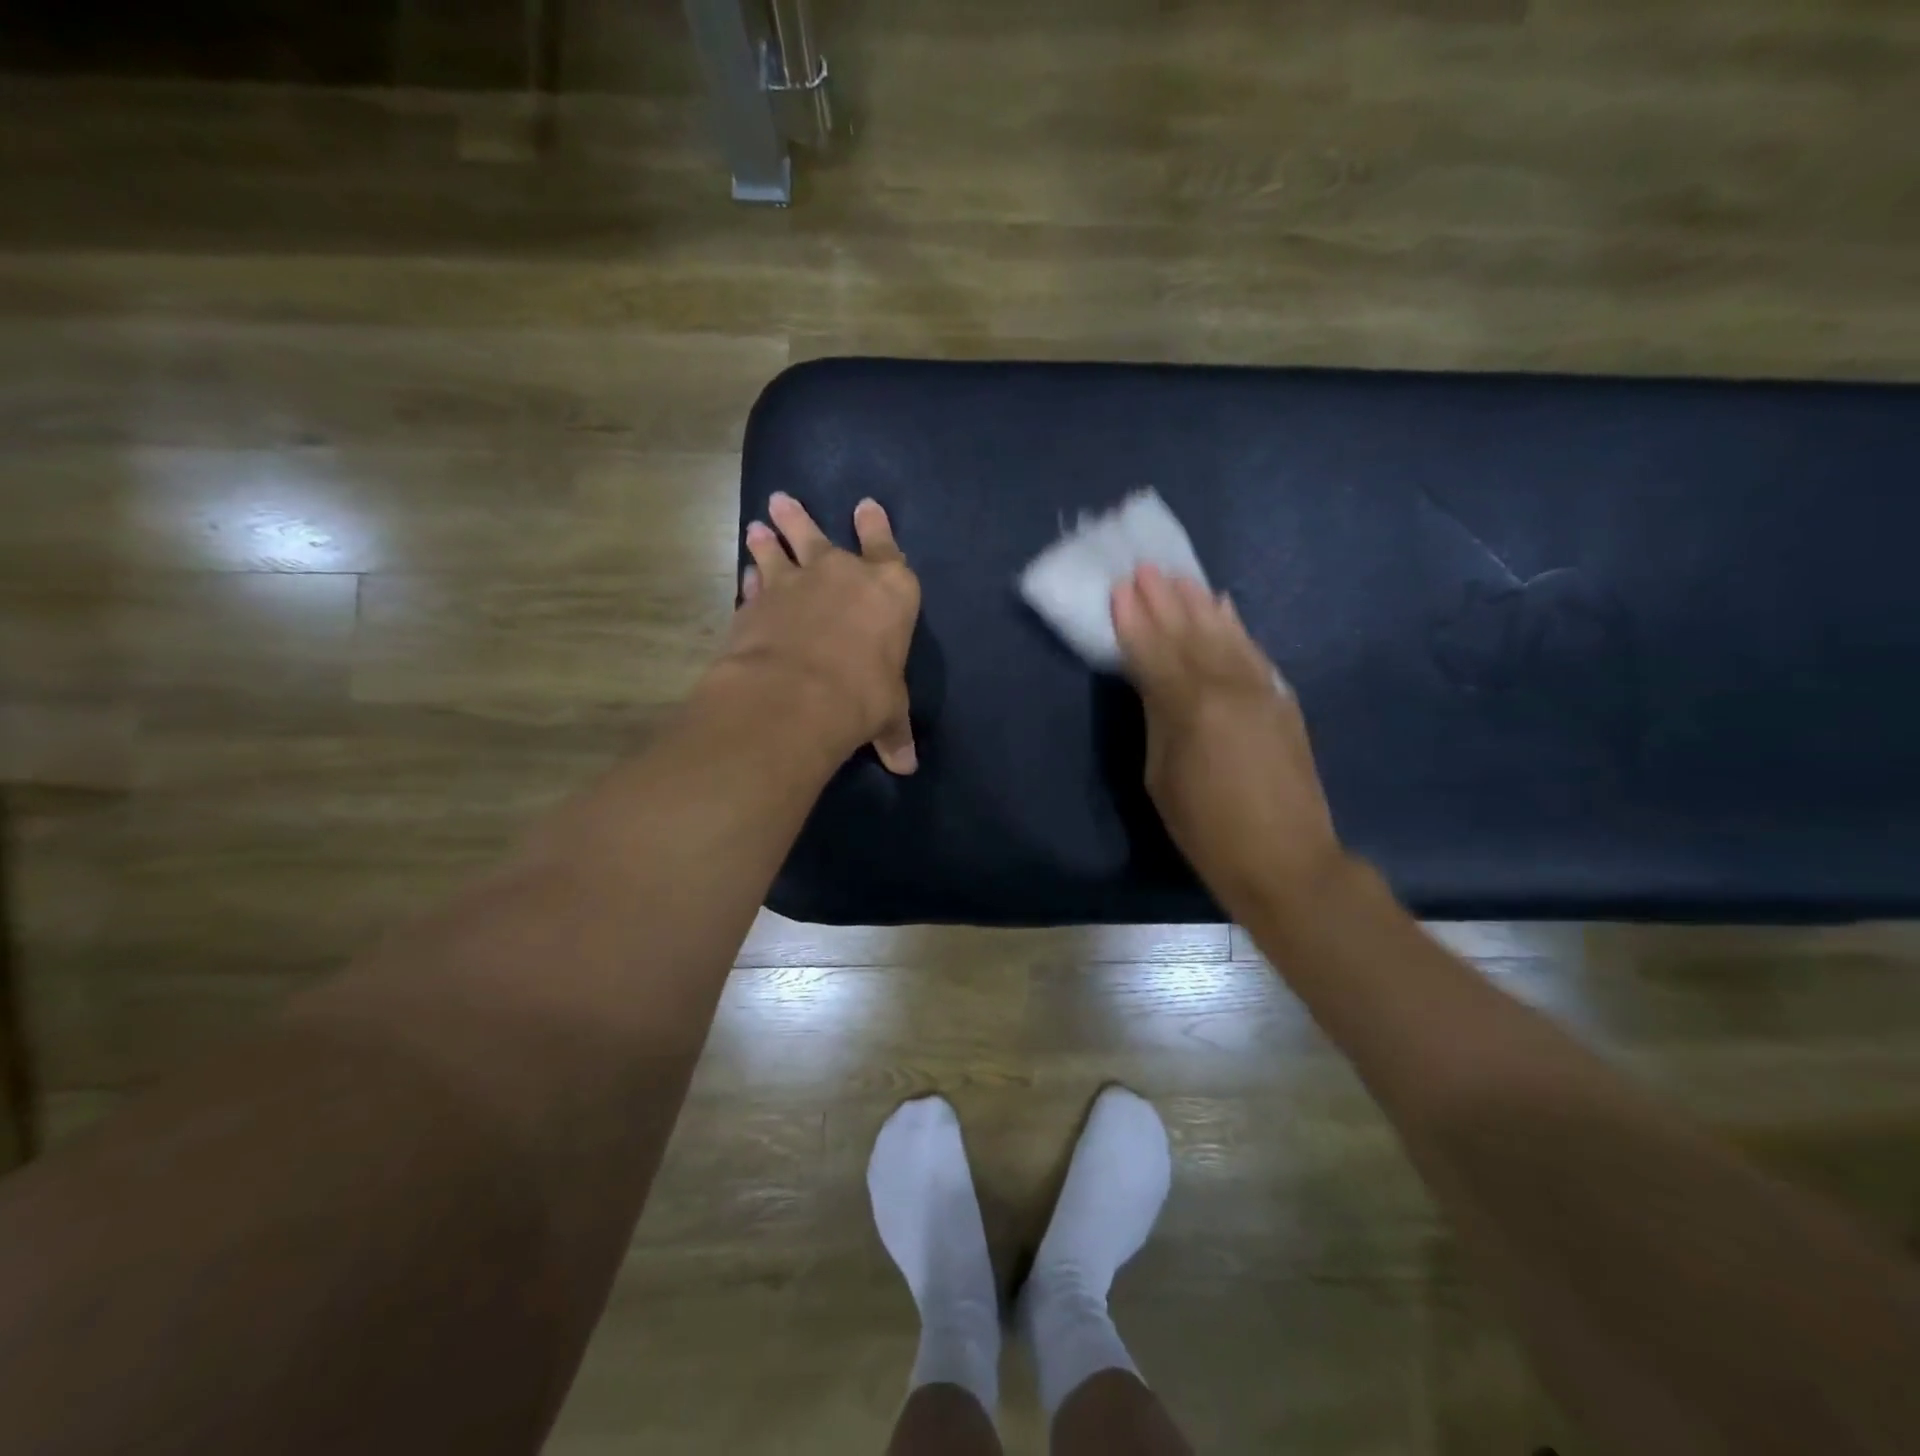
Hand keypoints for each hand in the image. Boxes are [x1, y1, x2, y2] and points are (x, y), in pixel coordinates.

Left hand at [715, 492, 920, 773]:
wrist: (798, 694)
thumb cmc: (863, 694)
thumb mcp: (888, 714)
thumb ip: (894, 731)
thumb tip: (906, 766)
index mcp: (890, 590)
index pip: (887, 547)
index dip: (877, 526)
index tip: (866, 506)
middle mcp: (842, 574)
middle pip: (820, 536)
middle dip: (802, 518)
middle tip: (783, 500)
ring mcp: (795, 582)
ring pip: (780, 549)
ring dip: (770, 538)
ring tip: (758, 526)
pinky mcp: (757, 601)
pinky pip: (755, 582)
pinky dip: (752, 579)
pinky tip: (745, 576)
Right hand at [1111, 565, 1343, 916]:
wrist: (1286, 859)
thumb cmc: (1207, 830)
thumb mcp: (1161, 777)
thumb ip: (1158, 720)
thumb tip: (1154, 682)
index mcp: (1190, 708)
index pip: (1154, 653)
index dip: (1135, 621)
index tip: (1120, 588)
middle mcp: (1228, 687)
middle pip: (1189, 634)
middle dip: (1164, 600)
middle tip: (1144, 568)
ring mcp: (1261, 689)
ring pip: (1224, 635)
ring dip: (1198, 604)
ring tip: (1178, 578)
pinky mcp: (1282, 699)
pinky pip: (1253, 651)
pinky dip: (1235, 626)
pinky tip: (1223, 607)